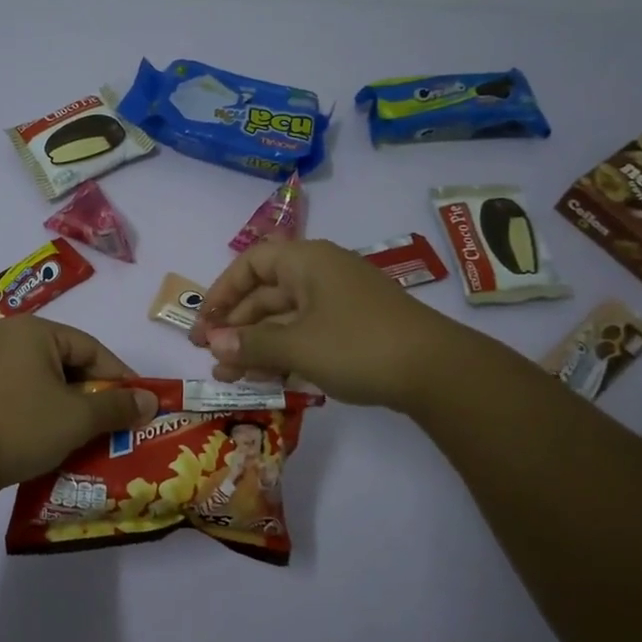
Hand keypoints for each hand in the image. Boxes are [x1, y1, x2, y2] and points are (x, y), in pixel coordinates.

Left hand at [0, 318, 160, 495]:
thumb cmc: (20, 427)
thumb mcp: (77, 417)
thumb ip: (117, 406)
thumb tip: (151, 401)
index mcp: (34, 330)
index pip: (91, 349)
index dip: (120, 378)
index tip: (141, 405)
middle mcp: (10, 336)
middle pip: (68, 361)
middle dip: (95, 394)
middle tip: (118, 422)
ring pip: (46, 379)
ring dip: (71, 406)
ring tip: (92, 433)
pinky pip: (25, 391)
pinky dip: (45, 410)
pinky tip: (57, 436)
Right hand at [189, 239, 448, 410]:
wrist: (437, 371)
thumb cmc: (357, 345)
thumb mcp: (297, 345)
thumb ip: (250, 344)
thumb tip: (213, 344)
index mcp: (306, 261)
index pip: (251, 264)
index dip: (222, 291)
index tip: (204, 324)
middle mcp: (321, 274)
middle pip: (266, 294)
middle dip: (236, 327)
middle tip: (210, 358)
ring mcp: (340, 302)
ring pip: (285, 319)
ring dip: (257, 346)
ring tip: (231, 378)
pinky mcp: (354, 329)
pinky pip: (307, 334)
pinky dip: (285, 353)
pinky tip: (268, 379)